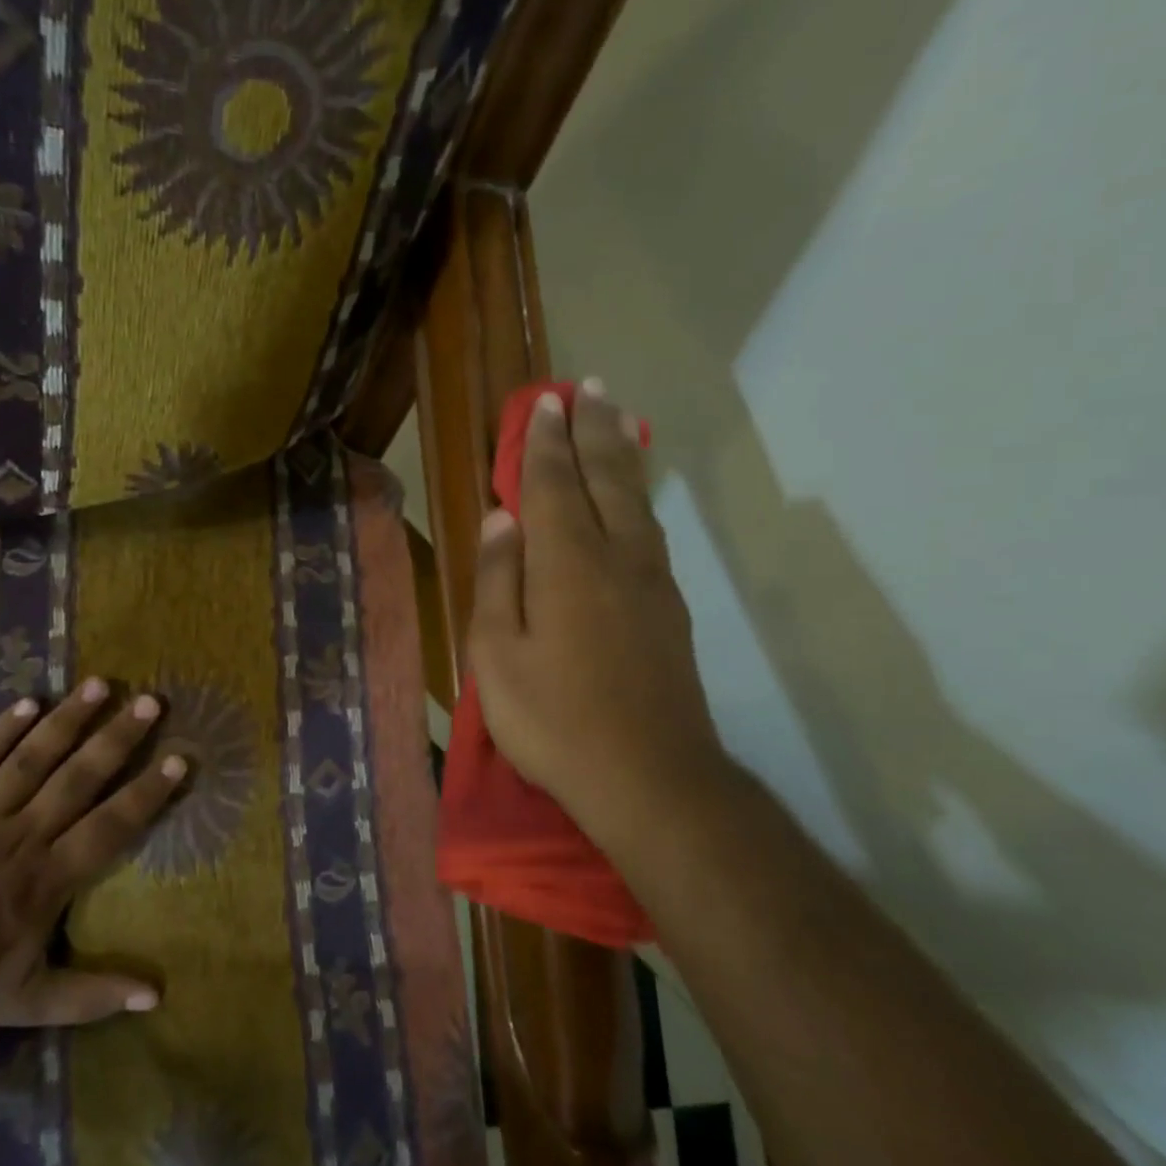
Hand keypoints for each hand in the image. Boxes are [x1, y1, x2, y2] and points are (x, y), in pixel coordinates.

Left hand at [0, 679, 185, 1030]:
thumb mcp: (31, 1002)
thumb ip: (93, 995)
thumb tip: (156, 997)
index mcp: (49, 878)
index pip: (111, 826)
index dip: (148, 791)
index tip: (179, 758)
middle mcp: (23, 836)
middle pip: (79, 778)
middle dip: (117, 738)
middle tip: (149, 701)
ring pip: (31, 758)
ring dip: (68, 720)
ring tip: (99, 684)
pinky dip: (1, 731)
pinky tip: (28, 703)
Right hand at [467, 380, 732, 855]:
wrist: (650, 777)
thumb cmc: (554, 718)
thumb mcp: (496, 654)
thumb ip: (497, 580)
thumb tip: (502, 519)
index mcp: (567, 563)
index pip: (555, 484)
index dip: (547, 441)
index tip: (545, 403)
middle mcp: (617, 556)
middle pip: (606, 477)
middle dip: (594, 429)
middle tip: (589, 388)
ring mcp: (652, 581)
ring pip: (636, 499)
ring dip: (622, 454)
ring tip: (616, 420)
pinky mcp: (670, 608)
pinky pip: (651, 529)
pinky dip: (638, 496)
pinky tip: (633, 498)